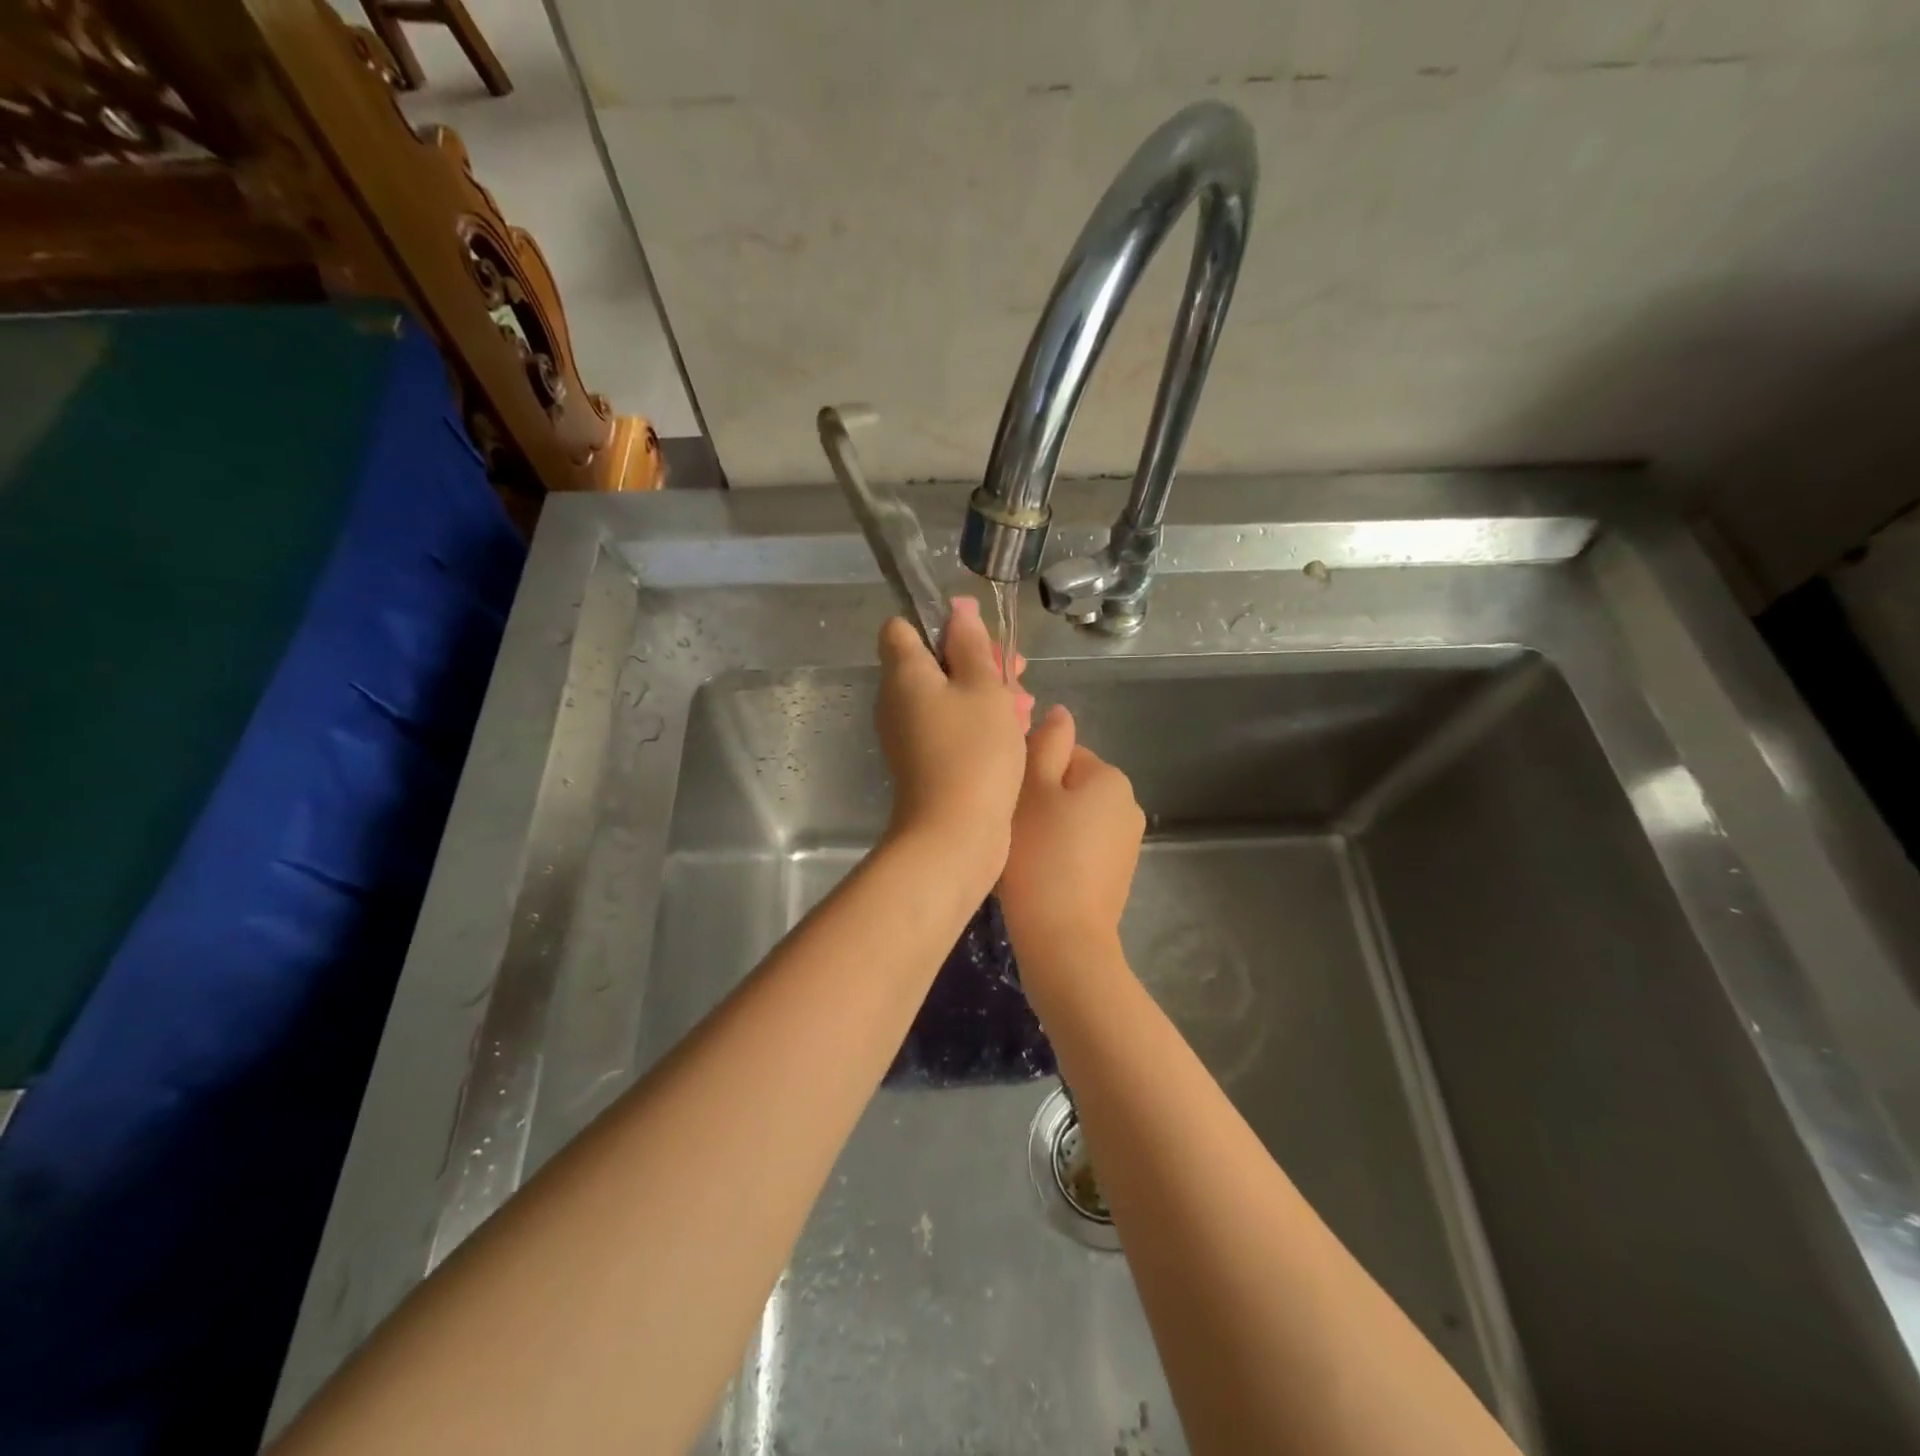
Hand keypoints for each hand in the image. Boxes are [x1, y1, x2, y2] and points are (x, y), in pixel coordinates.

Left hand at [876, 596, 1032, 882]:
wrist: (955, 834)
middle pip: (934, 662)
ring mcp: (911, 734)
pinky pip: (952, 726)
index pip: (903, 627)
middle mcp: (898, 700)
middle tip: (1017, 670)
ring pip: (949, 696)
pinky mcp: (927, 762)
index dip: (940, 622)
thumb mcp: (982, 687)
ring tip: (1025, 706)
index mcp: (904, 673)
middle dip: (977, 661)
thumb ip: (971, 645)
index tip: (979, 635)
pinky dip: (980, 723)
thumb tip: (957, 609)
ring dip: (987, 693)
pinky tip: (1016, 732)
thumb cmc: (973, 751)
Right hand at [1000, 704, 1144, 962]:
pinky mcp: (1118, 875)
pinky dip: (1061, 854)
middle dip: (1042, 800)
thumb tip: (1060, 713)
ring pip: (1074, 818)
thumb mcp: (1033, 787)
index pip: (1062, 752)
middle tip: (1013, 828)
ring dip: (1050, 827)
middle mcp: (1128, 804)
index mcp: (1109, 776)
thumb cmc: (1040, 854)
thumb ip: (1046, 743)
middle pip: (1070, 785)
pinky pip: (1082, 848)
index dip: (1030, 772)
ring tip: (1024, 856)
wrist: (1063, 937)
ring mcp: (1127, 842)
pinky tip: (1041, 876)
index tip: (1011, 800)